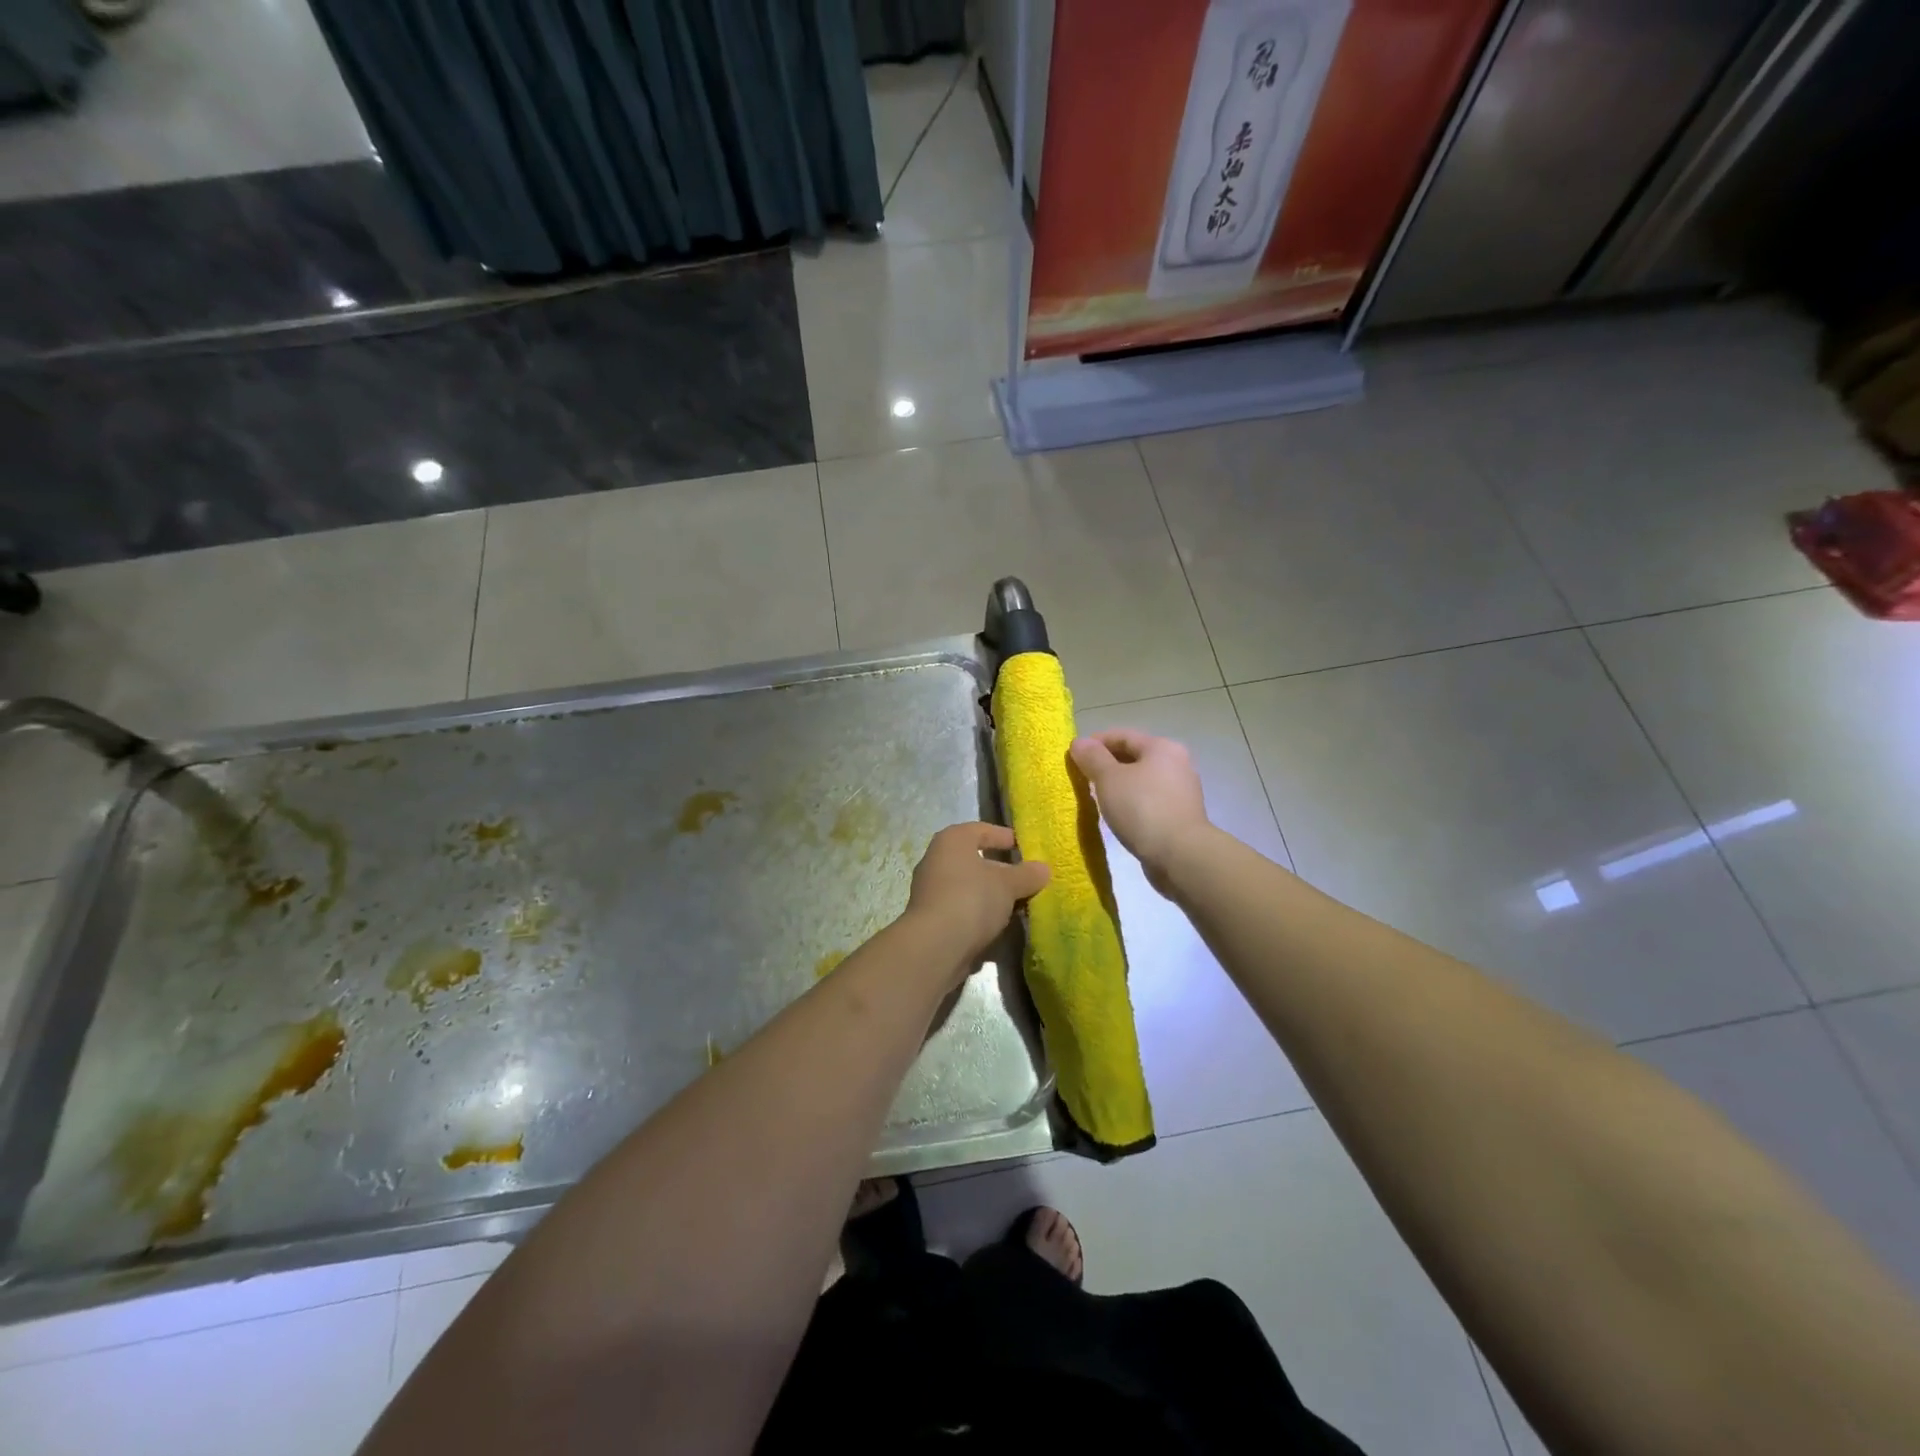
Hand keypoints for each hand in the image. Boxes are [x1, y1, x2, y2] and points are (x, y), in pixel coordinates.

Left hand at [905, 822, 1050, 972]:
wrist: (935, 946)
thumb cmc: (972, 899)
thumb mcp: (1008, 884)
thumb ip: (1027, 875)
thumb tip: (1044, 868)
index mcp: (952, 841)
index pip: (981, 830)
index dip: (1004, 837)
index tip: (1024, 847)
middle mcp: (937, 860)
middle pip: (975, 860)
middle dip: (1001, 870)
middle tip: (1026, 879)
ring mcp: (931, 890)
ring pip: (969, 886)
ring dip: (992, 895)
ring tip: (1019, 904)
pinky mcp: (932, 918)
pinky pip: (963, 908)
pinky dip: (980, 913)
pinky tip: (1000, 925)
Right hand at [1069, 729, 1209, 889]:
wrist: (1181, 855)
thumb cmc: (1142, 809)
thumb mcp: (1109, 779)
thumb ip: (1092, 757)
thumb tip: (1079, 742)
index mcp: (1162, 747)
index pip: (1122, 735)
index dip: (1095, 742)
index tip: (1073, 757)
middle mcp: (1177, 763)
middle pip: (1134, 756)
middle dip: (1106, 764)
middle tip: (1082, 778)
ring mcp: (1182, 790)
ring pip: (1142, 779)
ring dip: (1119, 785)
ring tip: (1097, 797)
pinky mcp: (1181, 815)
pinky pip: (1149, 800)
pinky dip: (1131, 802)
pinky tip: (1118, 815)